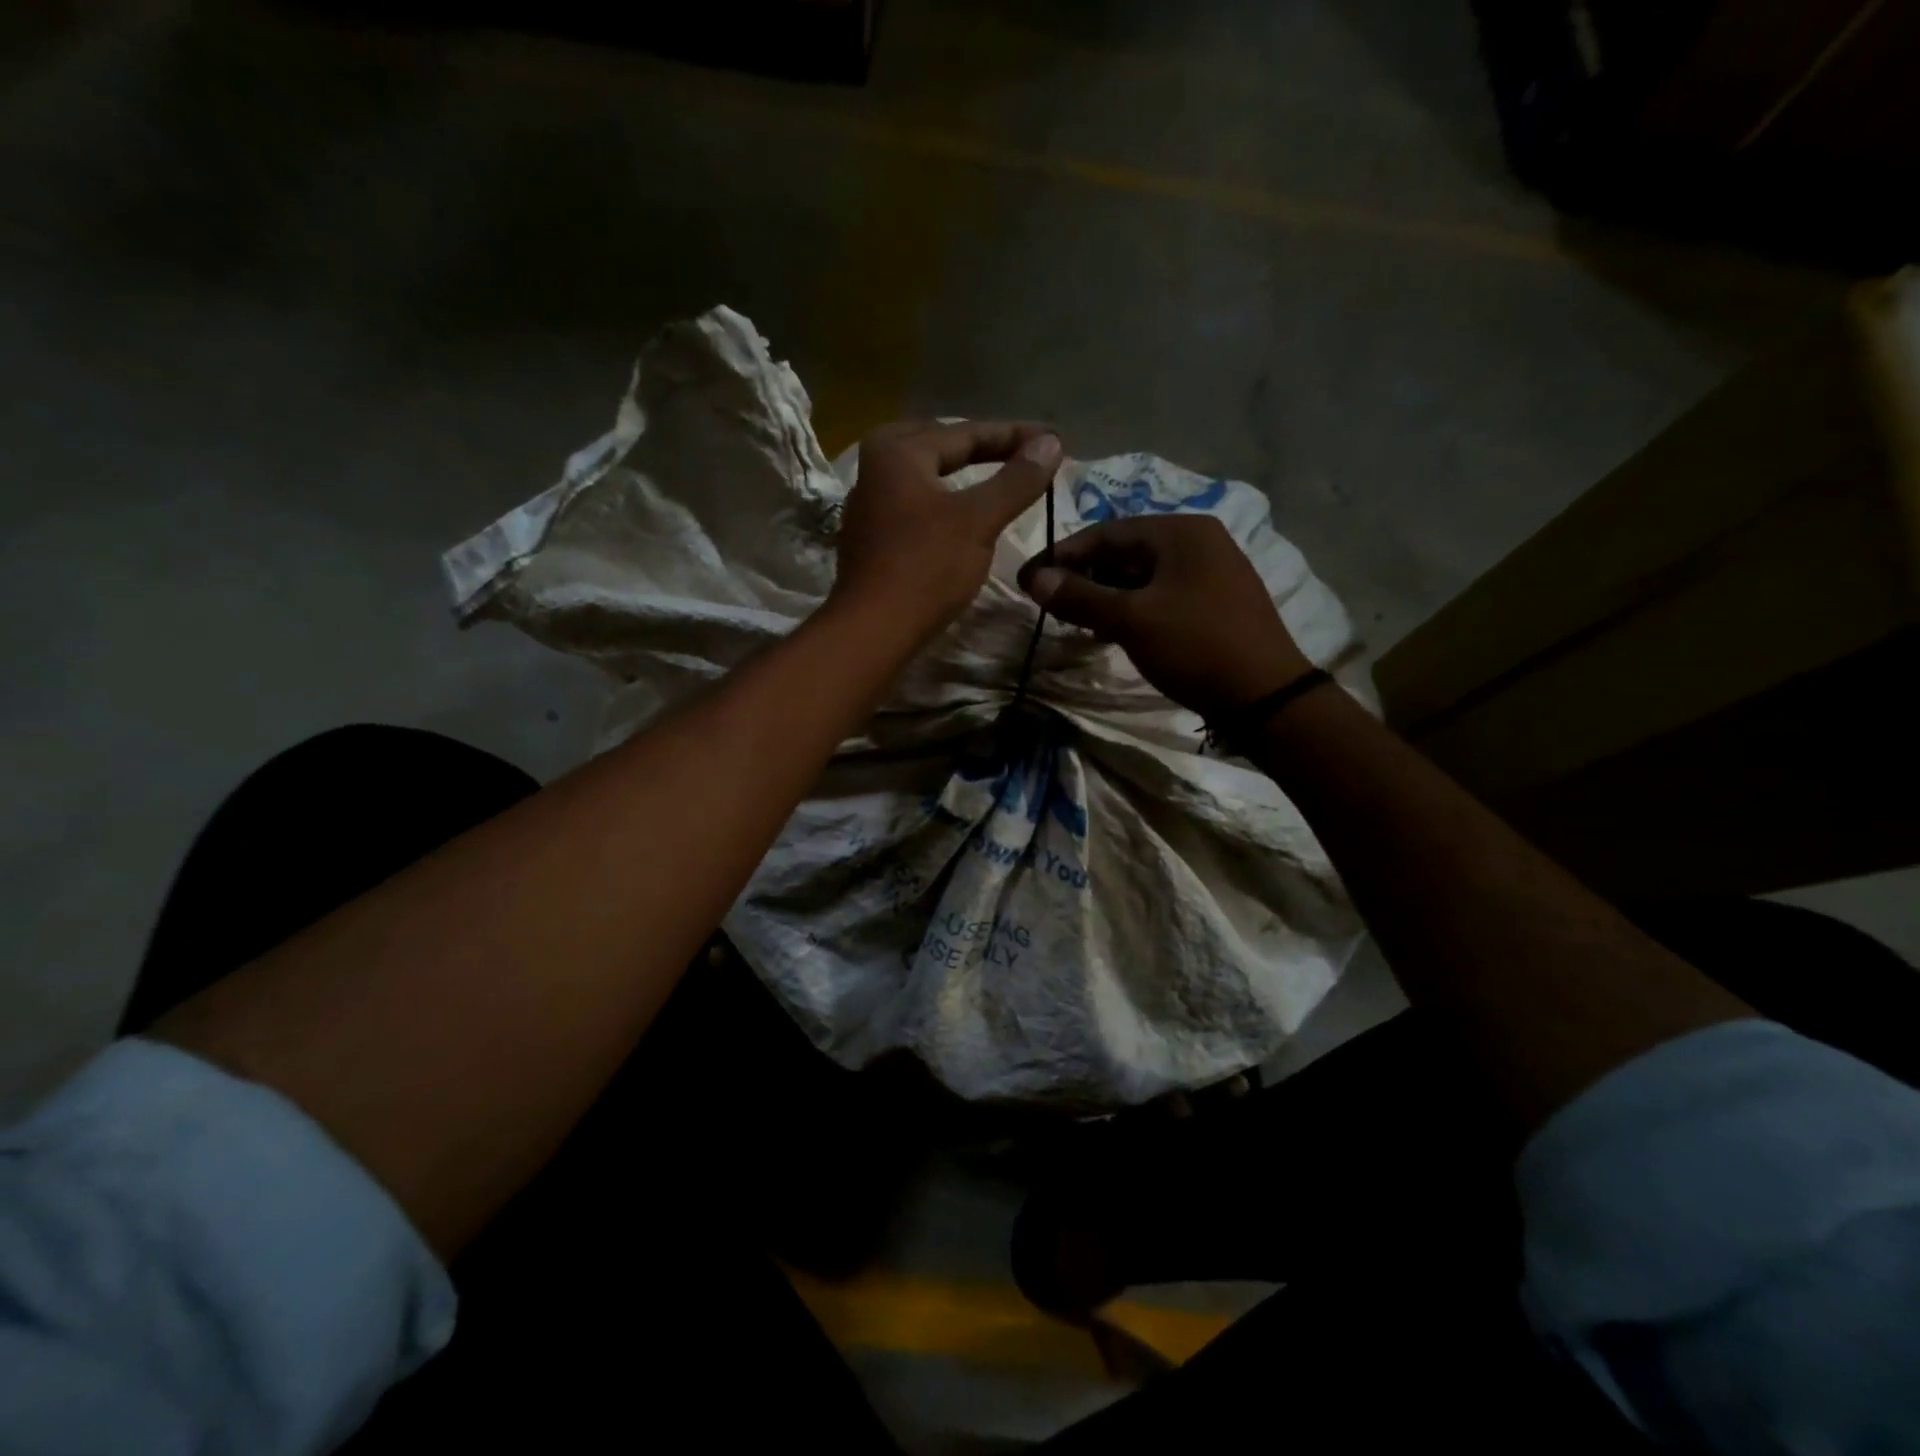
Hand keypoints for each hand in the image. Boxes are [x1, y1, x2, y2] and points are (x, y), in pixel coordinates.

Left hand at [829, 420, 1063, 643]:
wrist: (873, 631)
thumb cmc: (926, 567)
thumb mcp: (979, 520)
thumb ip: (1016, 480)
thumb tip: (1052, 443)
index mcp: (897, 451)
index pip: (965, 433)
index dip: (1013, 436)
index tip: (1053, 441)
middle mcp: (874, 468)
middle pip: (939, 446)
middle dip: (981, 447)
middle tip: (1021, 452)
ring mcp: (868, 506)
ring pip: (924, 477)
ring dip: (960, 475)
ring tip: (997, 478)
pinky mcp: (871, 539)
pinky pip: (915, 505)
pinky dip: (943, 502)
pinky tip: (961, 516)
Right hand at [1017, 514, 1312, 718]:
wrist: (1265, 697)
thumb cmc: (1195, 647)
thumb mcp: (1131, 620)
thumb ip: (1080, 596)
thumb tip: (1033, 578)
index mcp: (1181, 531)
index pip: (1106, 532)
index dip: (1062, 555)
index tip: (1028, 579)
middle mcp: (1199, 541)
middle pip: (1125, 551)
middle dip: (1085, 577)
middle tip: (1051, 604)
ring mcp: (1211, 571)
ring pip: (1142, 575)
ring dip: (1106, 595)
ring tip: (1077, 622)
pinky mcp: (1215, 601)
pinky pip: (1161, 594)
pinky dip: (1132, 608)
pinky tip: (1113, 631)